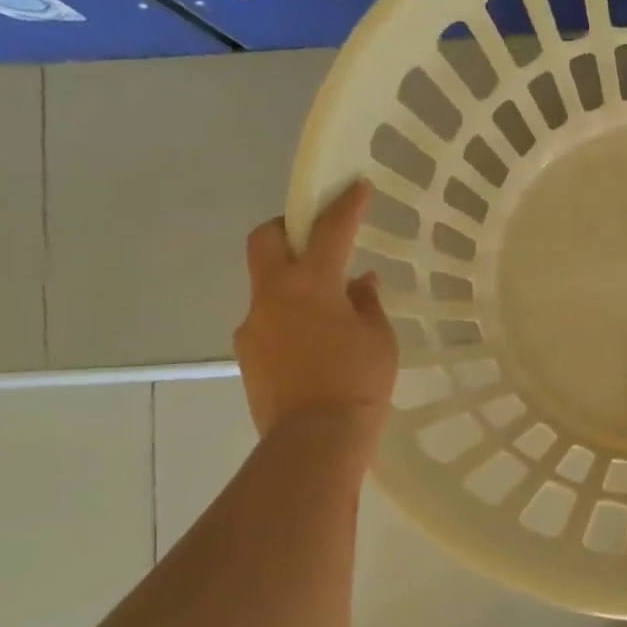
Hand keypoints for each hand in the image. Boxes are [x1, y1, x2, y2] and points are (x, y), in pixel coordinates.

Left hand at [234, 181, 398, 439]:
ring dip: (293, 280)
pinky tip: (315, 341)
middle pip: (267, 240)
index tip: (356, 185)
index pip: (330, 231)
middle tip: (315, 235)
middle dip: (289, 227)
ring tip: (327, 306)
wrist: (315, 440)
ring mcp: (254, 325)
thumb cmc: (357, 381)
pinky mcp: (248, 354)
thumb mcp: (378, 338)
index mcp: (310, 284)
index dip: (346, 205)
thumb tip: (360, 283)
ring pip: (267, 283)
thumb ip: (366, 303)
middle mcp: (272, 295)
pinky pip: (269, 320)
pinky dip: (290, 316)